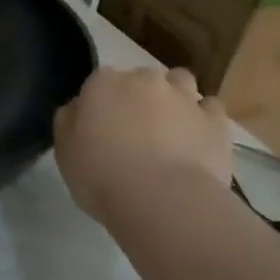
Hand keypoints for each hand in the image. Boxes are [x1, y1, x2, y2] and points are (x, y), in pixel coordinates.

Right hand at [54, 67, 234, 225]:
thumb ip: (70, 120)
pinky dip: (204, 118)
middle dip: (140, 97)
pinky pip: (210, 108)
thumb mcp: (65, 150)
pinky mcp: (215, 119)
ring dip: (175, 97)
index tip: (102, 126)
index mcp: (103, 83)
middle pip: (141, 79)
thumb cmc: (101, 175)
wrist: (162, 200)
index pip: (100, 81)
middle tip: (137, 130)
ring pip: (180, 82)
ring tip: (172, 128)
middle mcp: (144, 79)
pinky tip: (198, 138)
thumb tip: (80, 108)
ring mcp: (183, 96)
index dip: (103, 103)